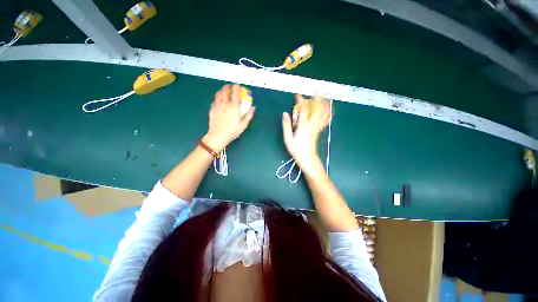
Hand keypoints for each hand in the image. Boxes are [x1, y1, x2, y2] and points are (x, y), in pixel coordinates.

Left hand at [203, 84, 254, 151]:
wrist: (219, 135)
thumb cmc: (233, 131)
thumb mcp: (244, 124)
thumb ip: (249, 115)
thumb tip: (253, 107)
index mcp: (234, 106)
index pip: (235, 92)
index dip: (237, 87)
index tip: (238, 85)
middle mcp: (225, 103)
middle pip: (225, 90)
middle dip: (228, 86)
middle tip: (230, 87)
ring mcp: (217, 105)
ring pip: (218, 93)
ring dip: (222, 90)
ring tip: (224, 91)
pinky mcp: (212, 109)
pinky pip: (214, 100)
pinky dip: (217, 98)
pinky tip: (219, 100)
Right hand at [282, 95, 330, 169]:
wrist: (307, 158)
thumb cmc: (296, 149)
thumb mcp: (288, 138)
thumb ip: (286, 125)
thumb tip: (285, 114)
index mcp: (303, 126)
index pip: (303, 110)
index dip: (301, 101)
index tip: (297, 95)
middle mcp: (312, 124)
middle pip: (316, 109)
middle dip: (317, 98)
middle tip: (317, 89)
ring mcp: (317, 127)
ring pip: (322, 113)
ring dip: (324, 103)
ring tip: (325, 95)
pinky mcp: (318, 130)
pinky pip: (324, 119)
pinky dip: (327, 113)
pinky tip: (329, 109)